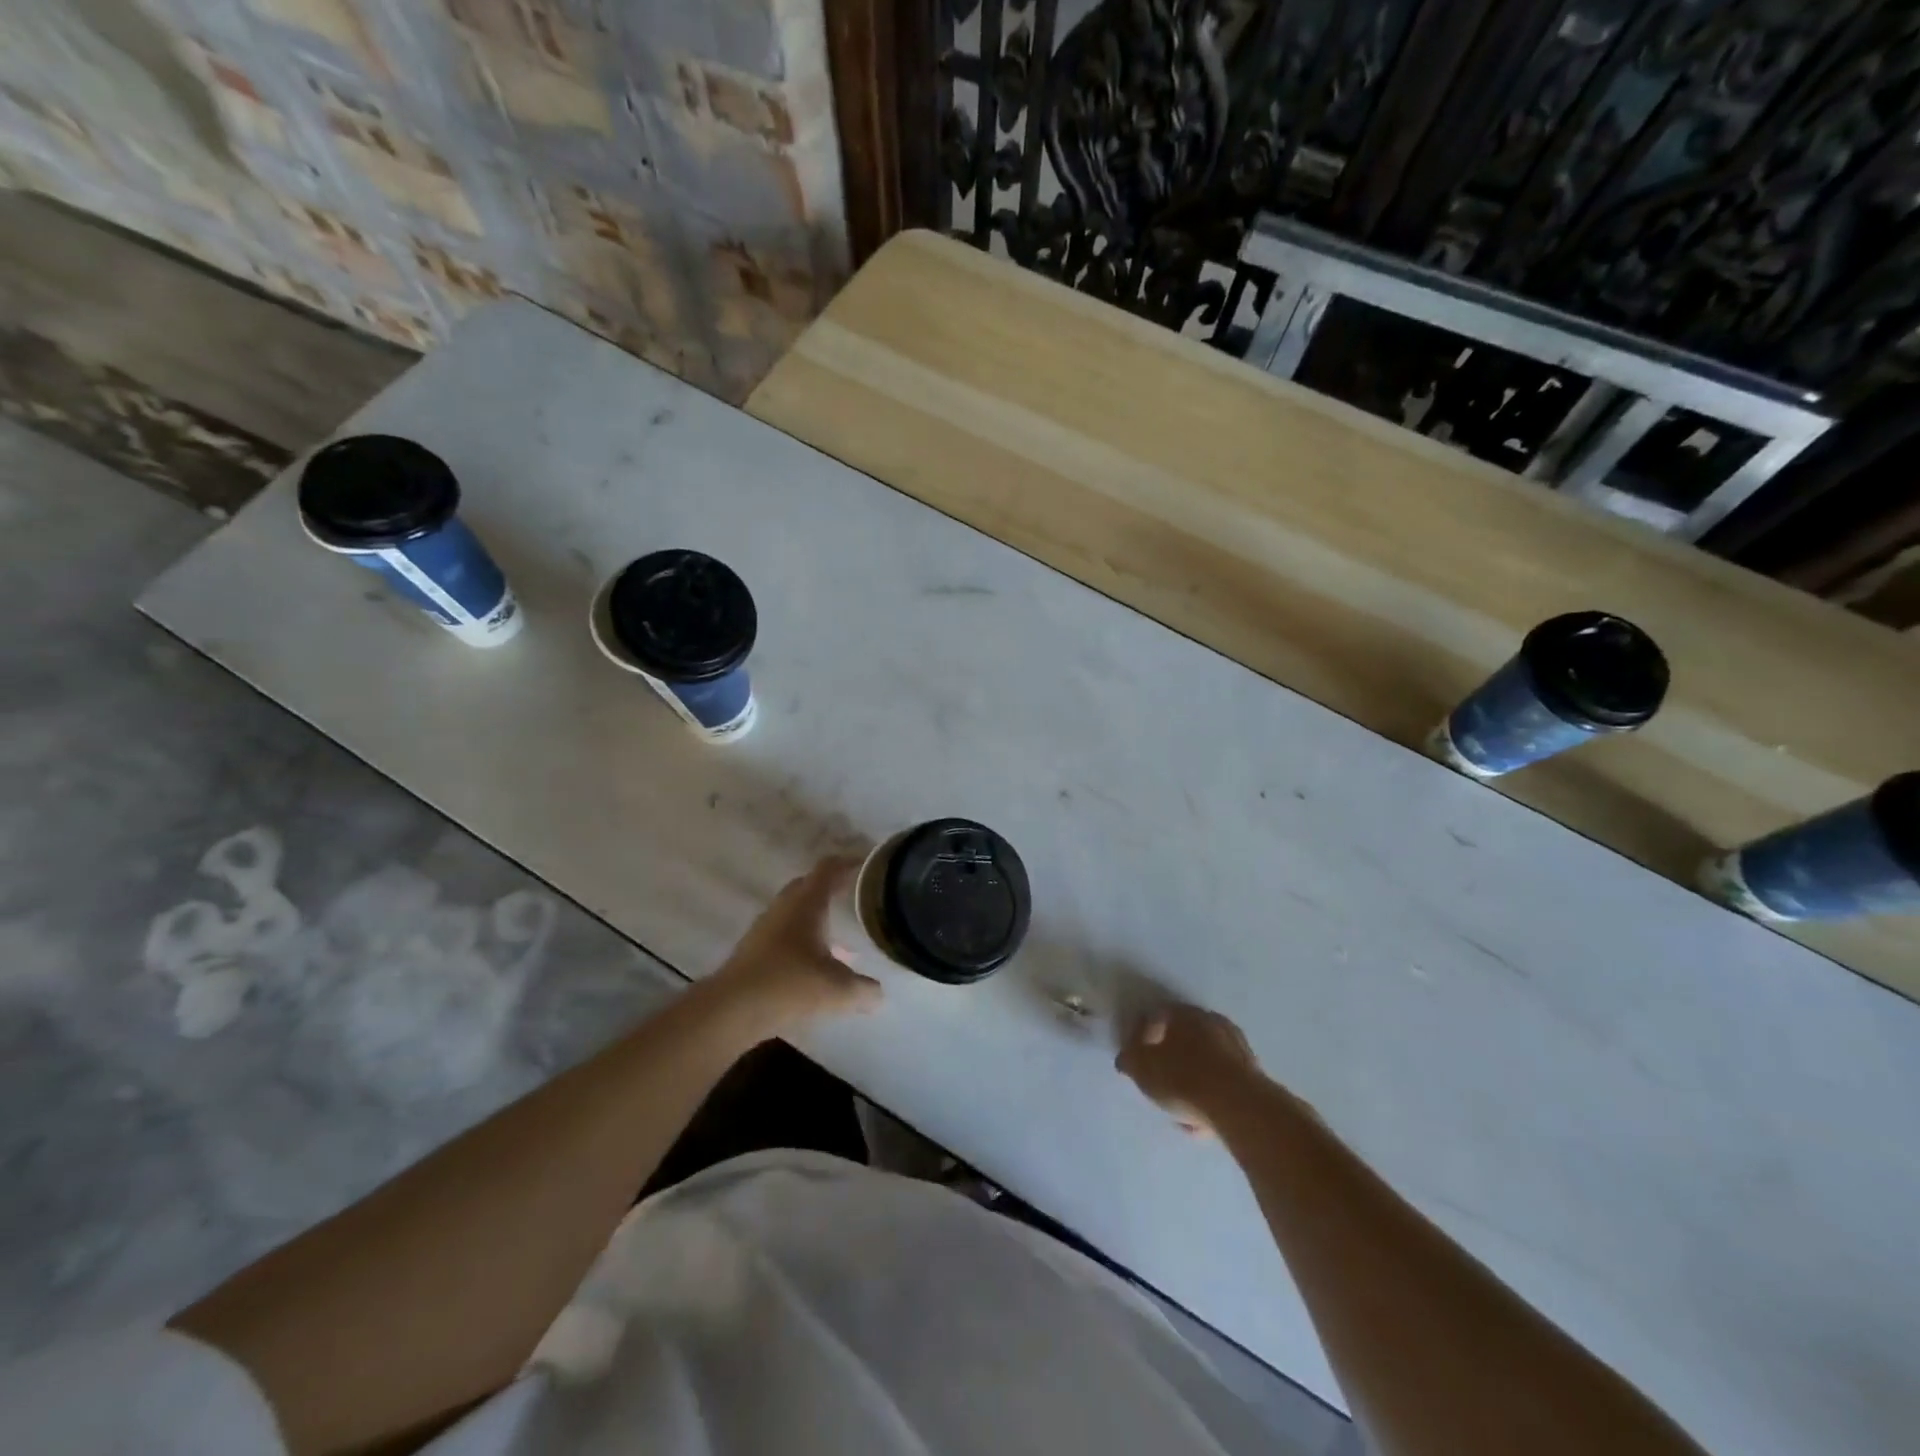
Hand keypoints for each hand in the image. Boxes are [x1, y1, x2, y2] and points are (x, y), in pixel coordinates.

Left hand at [711, 857, 882, 1031]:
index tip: (867, 865)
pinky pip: (783, 931)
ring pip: (794, 909)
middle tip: (855, 896)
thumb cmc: (789, 985)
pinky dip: (801, 937)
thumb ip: (865, 990)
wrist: (731, 1009)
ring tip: (838, 931)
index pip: (829, 868)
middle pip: (809, 884)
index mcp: (807, 903)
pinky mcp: (753, 948)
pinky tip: (813, 962)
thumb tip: (880, 994)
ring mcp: (765, 926)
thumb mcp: (838, 990)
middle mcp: (784, 906)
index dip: (849, 863)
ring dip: (815, 914)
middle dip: (832, 887)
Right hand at [1116, 1003, 1260, 1135]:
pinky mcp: (1254, 1075)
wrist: (1239, 1107)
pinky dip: (1211, 1096)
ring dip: (1192, 1080)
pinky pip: (1223, 1083)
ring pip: (1206, 1062)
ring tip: (1180, 1109)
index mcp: (1183, 1014)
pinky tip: (1201, 1121)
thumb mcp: (1142, 1069)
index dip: (1143, 1034)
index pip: (1157, 1015)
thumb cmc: (1183, 1079)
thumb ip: (1130, 1059)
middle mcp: (1212, 1022)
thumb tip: (1126, 1058)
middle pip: (1184, 1037)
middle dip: (1171, 1057)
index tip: (1137, 1056)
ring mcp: (1237, 1047)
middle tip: (1160, 1080)